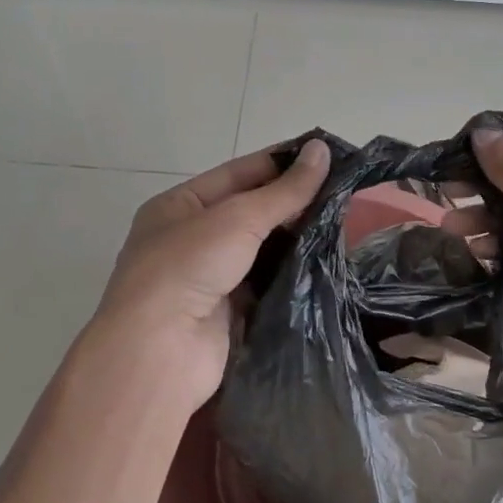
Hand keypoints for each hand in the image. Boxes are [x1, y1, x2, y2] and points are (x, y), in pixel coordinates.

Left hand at [79, 139, 331, 411]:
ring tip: (344, 223)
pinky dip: (291, 275)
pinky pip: (266, 285)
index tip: (326, 155)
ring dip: (295, 239)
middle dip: (292, 203)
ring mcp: (208, 279)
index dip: (280, 163)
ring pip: (261, 250)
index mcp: (179, 205)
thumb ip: (284, 190)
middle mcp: (190, 239)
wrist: (159, 352)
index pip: (238, 173)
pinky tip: (326, 263)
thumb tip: (322, 150)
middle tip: (343, 191)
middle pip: (250, 212)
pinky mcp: (228, 314)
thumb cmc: (188, 267)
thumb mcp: (237, 218)